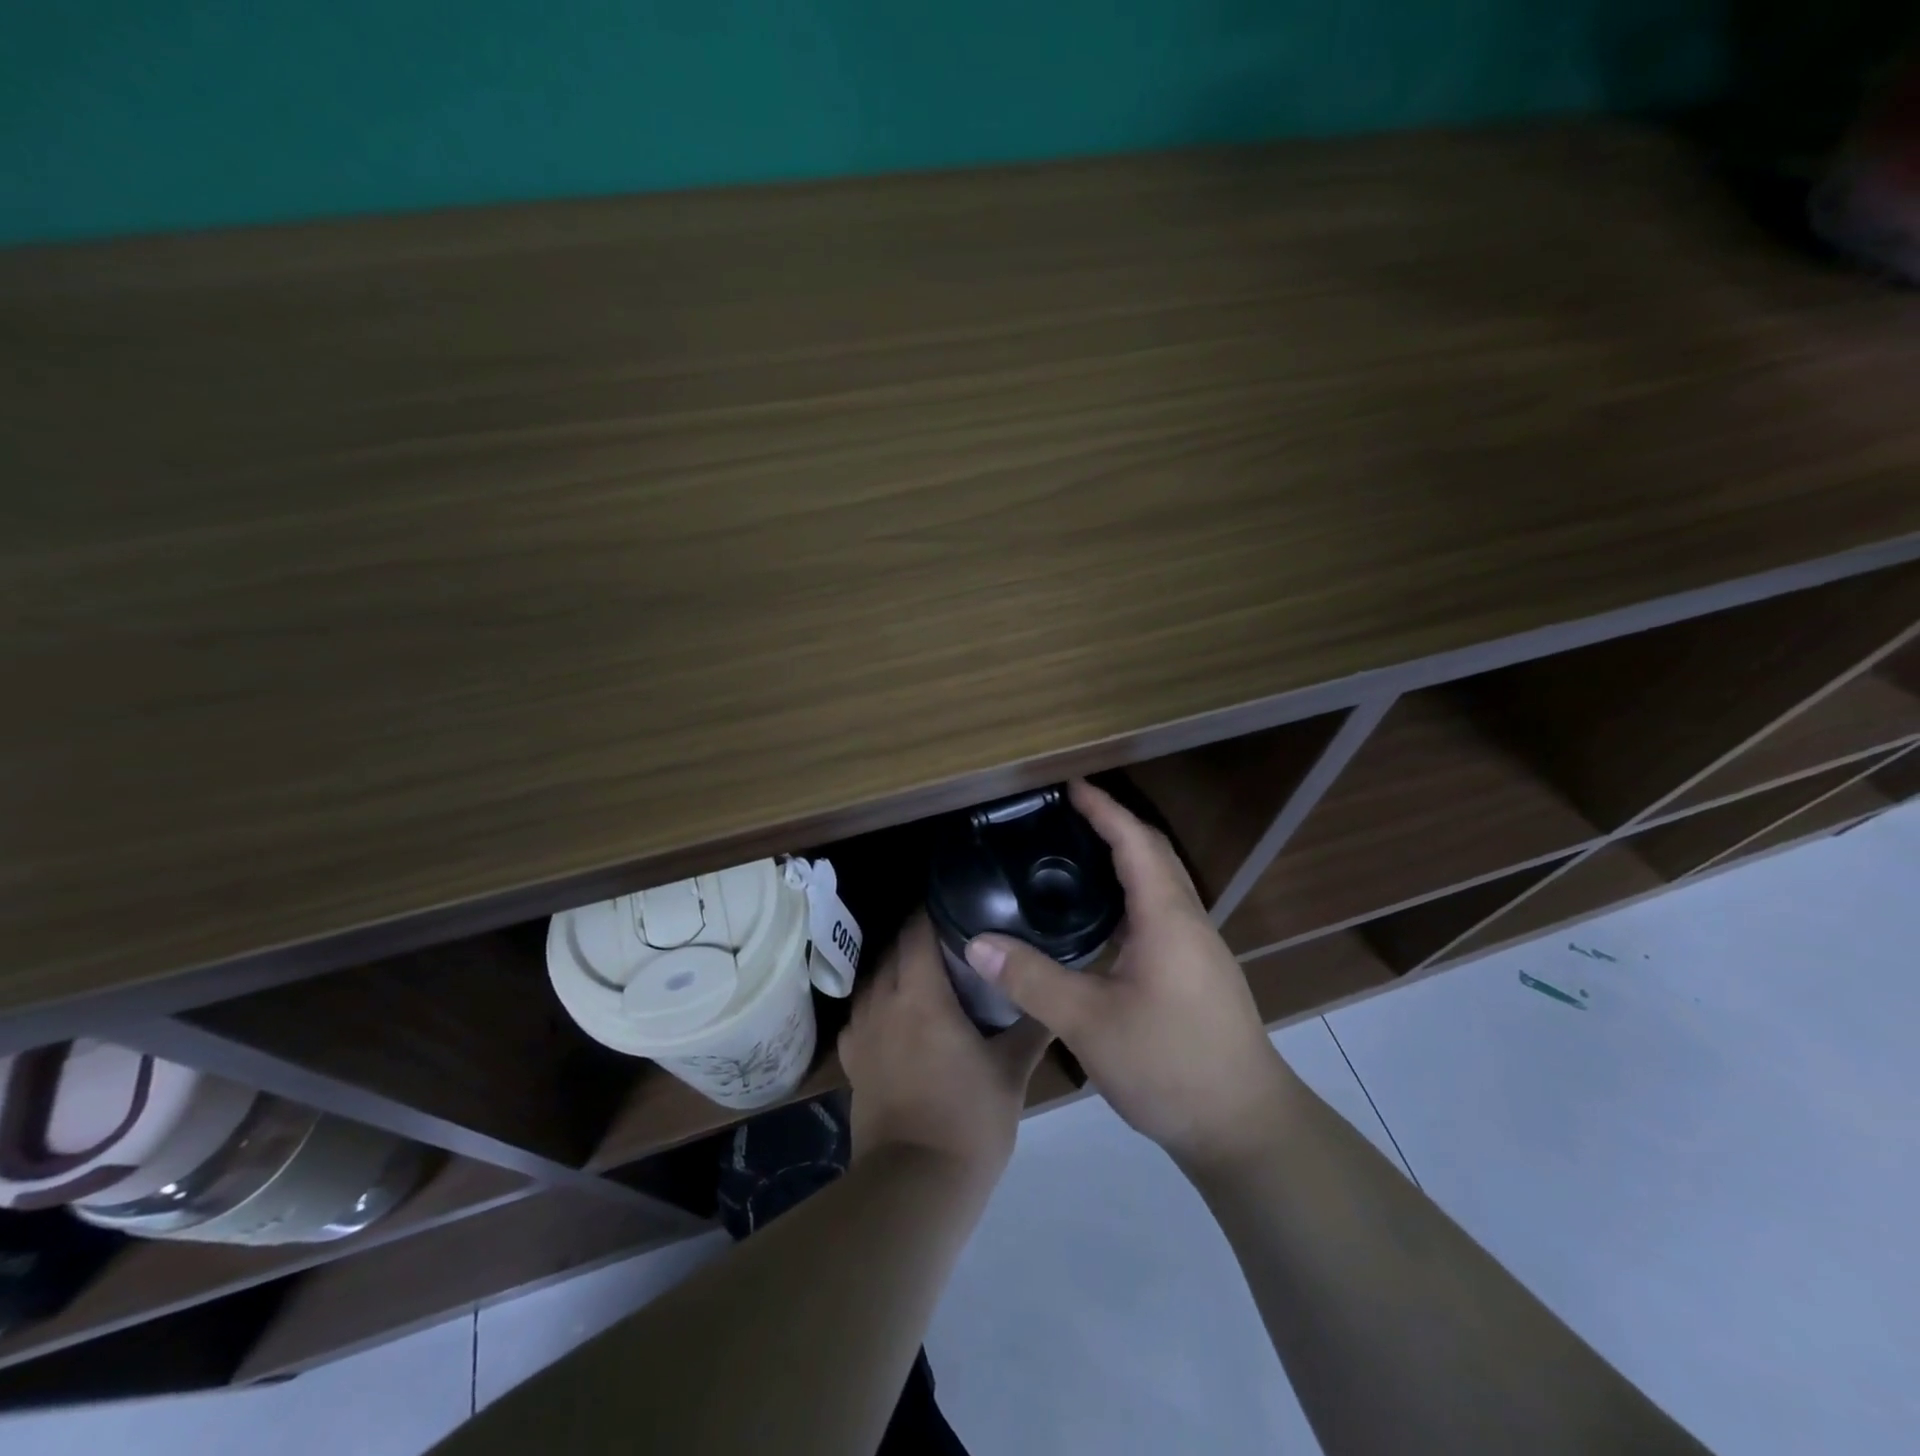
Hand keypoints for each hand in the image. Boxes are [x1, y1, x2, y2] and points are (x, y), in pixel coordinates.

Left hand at [838, 913, 1053, 1193]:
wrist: (915, 1186)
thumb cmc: (969, 1119)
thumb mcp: (1011, 1071)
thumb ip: (1032, 1026)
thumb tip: (1054, 993)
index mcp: (920, 995)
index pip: (916, 931)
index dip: (932, 910)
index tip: (955, 901)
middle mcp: (883, 1003)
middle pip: (893, 950)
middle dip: (916, 935)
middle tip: (951, 933)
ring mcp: (861, 1033)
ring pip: (873, 979)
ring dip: (895, 966)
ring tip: (925, 968)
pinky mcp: (853, 1062)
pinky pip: (860, 1014)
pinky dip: (878, 1001)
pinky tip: (896, 1013)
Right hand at [962, 779, 1295, 1170]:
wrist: (1244, 1127)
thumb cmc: (1170, 1064)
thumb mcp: (1090, 1023)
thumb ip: (1032, 979)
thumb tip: (976, 942)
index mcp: (1167, 917)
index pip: (1134, 841)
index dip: (1102, 808)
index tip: (1068, 784)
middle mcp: (1188, 921)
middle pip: (1152, 853)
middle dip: (1112, 824)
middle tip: (1064, 813)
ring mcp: (1198, 948)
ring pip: (1160, 883)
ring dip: (1123, 858)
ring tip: (1074, 854)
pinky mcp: (1196, 972)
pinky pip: (1160, 911)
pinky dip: (1129, 893)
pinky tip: (1099, 918)